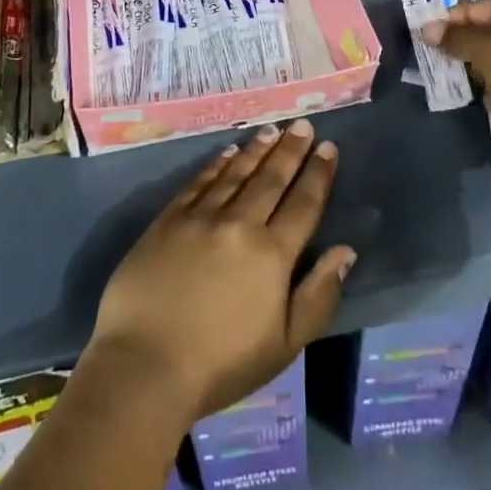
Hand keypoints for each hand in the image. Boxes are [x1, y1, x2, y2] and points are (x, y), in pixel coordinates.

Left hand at [89, 119, 355, 419]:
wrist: (145, 364)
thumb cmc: (220, 365)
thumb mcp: (284, 345)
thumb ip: (318, 296)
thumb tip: (346, 251)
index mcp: (272, 255)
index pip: (303, 204)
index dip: (318, 174)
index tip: (329, 147)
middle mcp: (240, 224)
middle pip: (271, 180)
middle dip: (291, 150)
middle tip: (303, 125)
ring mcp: (201, 218)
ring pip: (236, 173)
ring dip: (257, 150)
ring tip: (272, 130)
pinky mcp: (169, 219)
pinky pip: (199, 182)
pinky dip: (217, 165)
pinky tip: (228, 152)